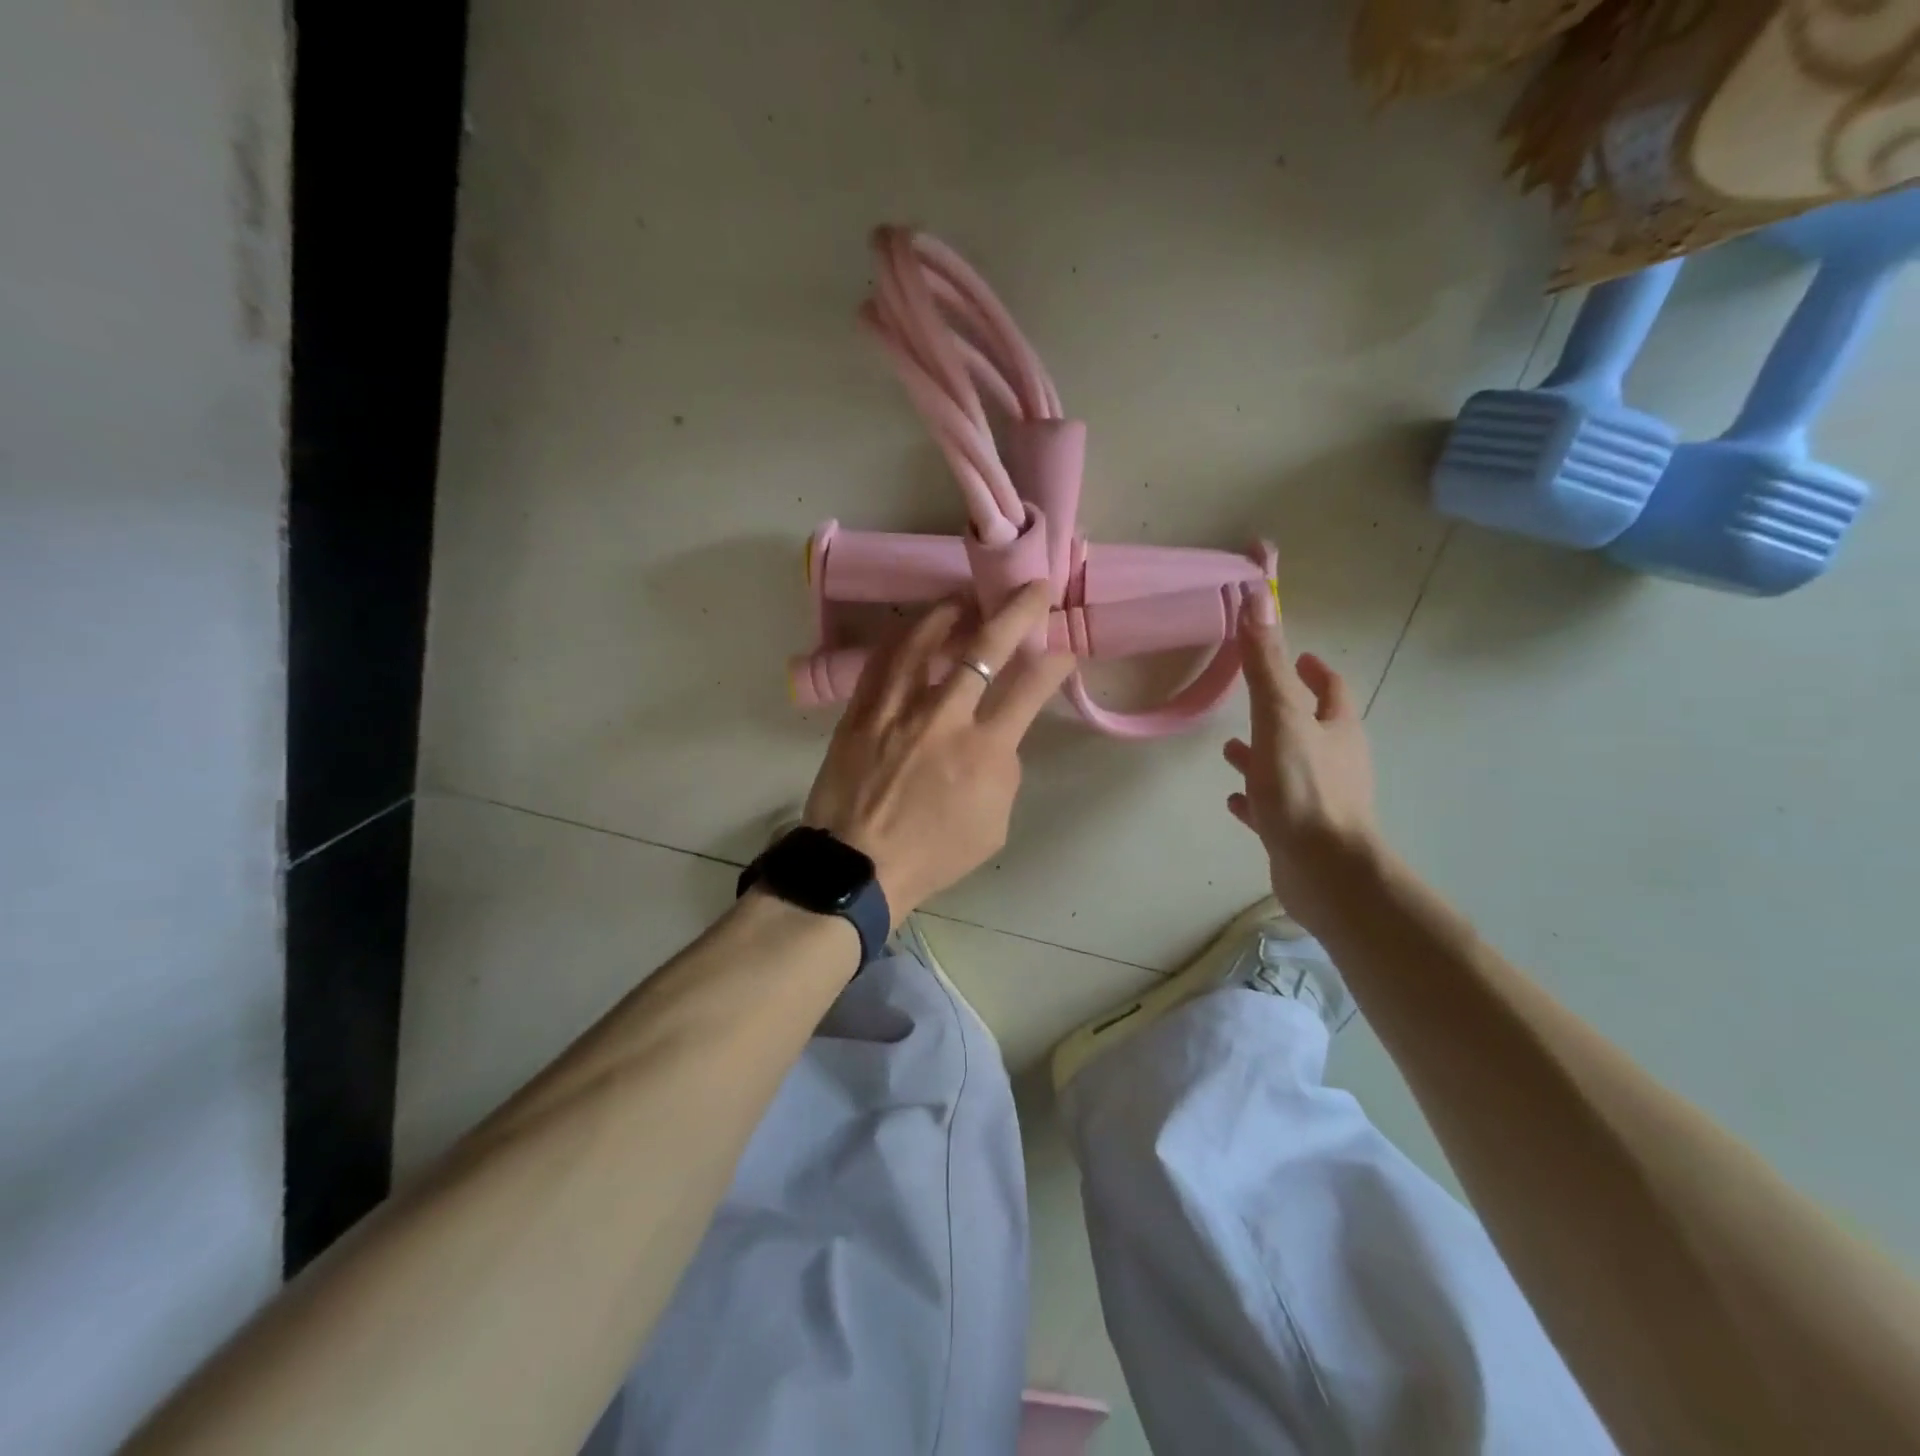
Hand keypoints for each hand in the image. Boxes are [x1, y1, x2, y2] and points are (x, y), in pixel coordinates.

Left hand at [804, 582, 1075, 923]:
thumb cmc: (933, 854)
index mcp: (984, 751)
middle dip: (1016, 611)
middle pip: (984, 647)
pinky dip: (903, 638)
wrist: (858, 866)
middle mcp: (943, 717)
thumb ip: (1003, 771)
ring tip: (965, 597)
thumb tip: (998, 737)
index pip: (1029, 689)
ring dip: (951, 611)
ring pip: (925, 640)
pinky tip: (913, 628)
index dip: (1053, 662)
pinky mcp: (861, 711)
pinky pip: (883, 660)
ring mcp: (897, 708)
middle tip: (1031, 588)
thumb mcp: (994, 825)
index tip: (1062, 650)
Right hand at [1224, 603, 1381, 912]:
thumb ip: (1265, 665)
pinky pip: (1276, 808)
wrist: (1325, 872)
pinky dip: (1256, 798)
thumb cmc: (1304, 789)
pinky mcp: (1302, 833)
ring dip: (1264, 756)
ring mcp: (1320, 800)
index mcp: (1337, 729)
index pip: (1331, 689)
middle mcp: (1335, 761)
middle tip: (1255, 700)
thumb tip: (1258, 599)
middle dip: (1283, 712)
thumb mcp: (1280, 718)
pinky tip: (1234, 800)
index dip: (1315, 669)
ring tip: (1229, 751)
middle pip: (1311, 728)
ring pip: (1289, 768)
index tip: (1299, 656)